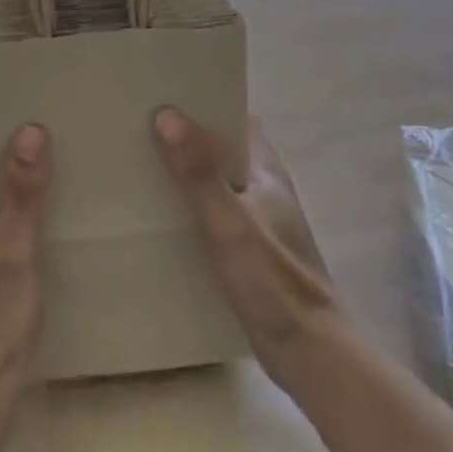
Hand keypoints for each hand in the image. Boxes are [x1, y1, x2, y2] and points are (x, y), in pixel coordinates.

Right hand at [152, 110, 335, 384]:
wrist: (312, 357)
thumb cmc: (273, 282)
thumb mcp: (229, 223)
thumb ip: (199, 171)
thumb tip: (165, 113)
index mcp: (267, 172)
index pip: (238, 119)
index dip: (206, 103)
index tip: (165, 94)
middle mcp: (265, 189)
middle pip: (224, 148)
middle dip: (187, 136)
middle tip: (140, 127)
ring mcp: (259, 222)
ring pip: (218, 182)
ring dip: (187, 172)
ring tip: (140, 164)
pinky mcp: (250, 252)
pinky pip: (215, 213)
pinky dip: (191, 206)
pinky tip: (162, 216)